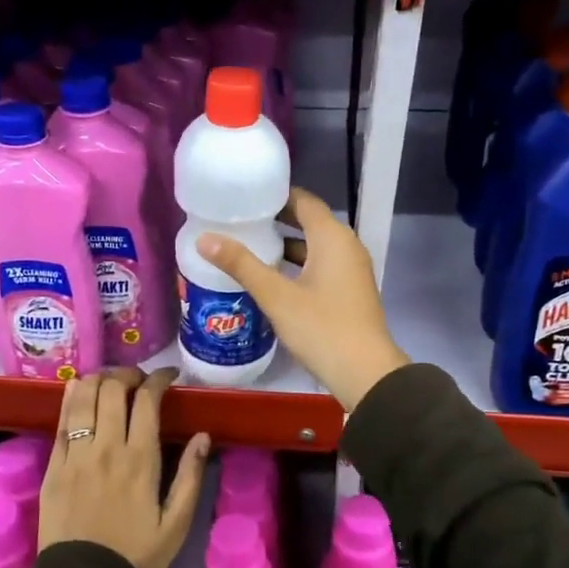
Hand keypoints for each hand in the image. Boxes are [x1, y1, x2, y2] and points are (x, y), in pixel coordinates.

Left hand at [37, 368, 210, 567]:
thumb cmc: (138, 557)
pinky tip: (78, 393)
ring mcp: (74, 456)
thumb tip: (203, 436)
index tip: (168, 376)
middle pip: (112, 389)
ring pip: (82, 397)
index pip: (147, 400)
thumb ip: (191, 476)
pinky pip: (60, 422)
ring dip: (97, 379)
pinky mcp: (52, 467)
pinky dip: (70, 400)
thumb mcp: (177, 523)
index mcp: (140, 460)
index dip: (158, 378)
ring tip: (109, 381)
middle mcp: (106, 448)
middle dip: (128, 374)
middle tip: (138, 380)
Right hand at [195, 187, 409, 411]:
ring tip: (249, 245)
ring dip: (285, 244)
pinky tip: (272, 277)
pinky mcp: (349, 290)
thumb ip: (241, 265)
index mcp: (332, 237)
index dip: (275, 195)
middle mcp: (346, 246)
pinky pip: (321, 264)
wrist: (364, 372)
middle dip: (276, 219)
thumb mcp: (276, 296)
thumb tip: (204, 238)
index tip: (245, 195)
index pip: (303, 200)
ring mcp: (351, 269)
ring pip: (314, 246)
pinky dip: (297, 264)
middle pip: (309, 221)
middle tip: (239, 219)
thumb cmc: (321, 328)